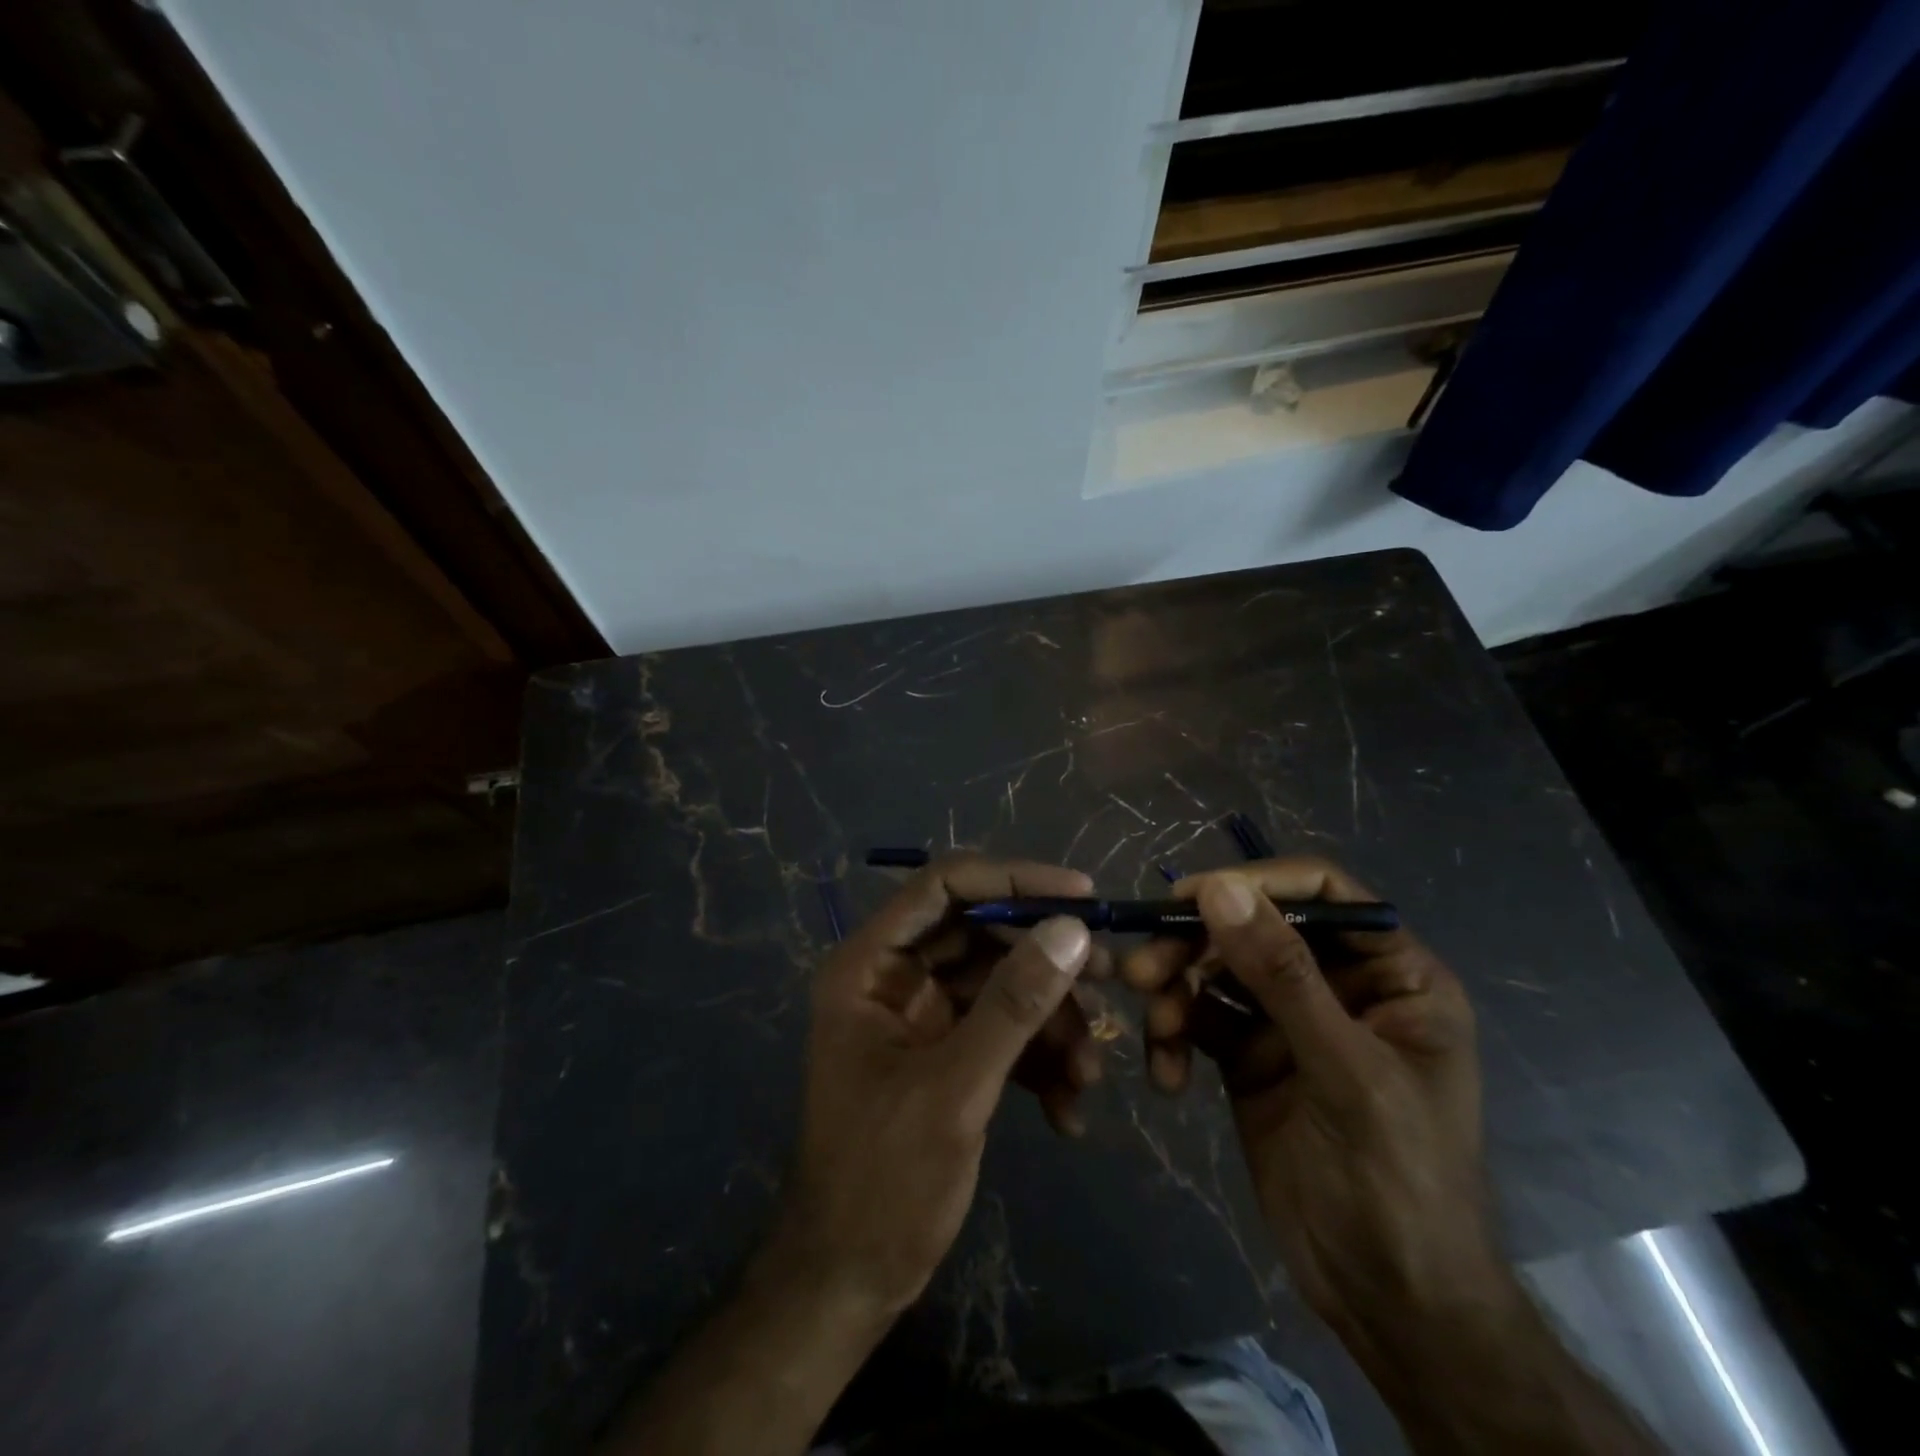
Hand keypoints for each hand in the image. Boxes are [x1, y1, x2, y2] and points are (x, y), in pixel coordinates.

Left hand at [768, 855, 1097, 1317]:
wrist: (850, 1283)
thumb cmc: (883, 1182)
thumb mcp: (955, 1089)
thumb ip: (1013, 1004)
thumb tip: (1072, 930)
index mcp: (869, 965)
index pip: (943, 886)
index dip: (1013, 878)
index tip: (1081, 894)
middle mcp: (893, 976)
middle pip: (981, 933)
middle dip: (1045, 961)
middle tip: (1109, 978)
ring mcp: (921, 1015)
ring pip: (1001, 984)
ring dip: (1051, 1021)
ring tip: (1089, 1073)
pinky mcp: (946, 1052)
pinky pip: (1002, 1030)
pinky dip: (1038, 1060)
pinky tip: (1067, 1110)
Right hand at [1122, 859, 1498, 1351]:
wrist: (1388, 1301)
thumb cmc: (1398, 1179)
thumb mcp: (1345, 1070)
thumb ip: (1283, 975)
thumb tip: (1220, 888)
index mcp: (1392, 974)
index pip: (1320, 892)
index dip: (1255, 883)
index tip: (1190, 896)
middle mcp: (1337, 985)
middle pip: (1253, 928)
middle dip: (1196, 946)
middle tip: (1144, 970)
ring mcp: (1288, 1021)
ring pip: (1216, 971)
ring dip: (1176, 992)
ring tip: (1156, 1029)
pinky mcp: (1249, 1056)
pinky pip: (1199, 1020)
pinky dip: (1175, 1037)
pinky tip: (1168, 1075)